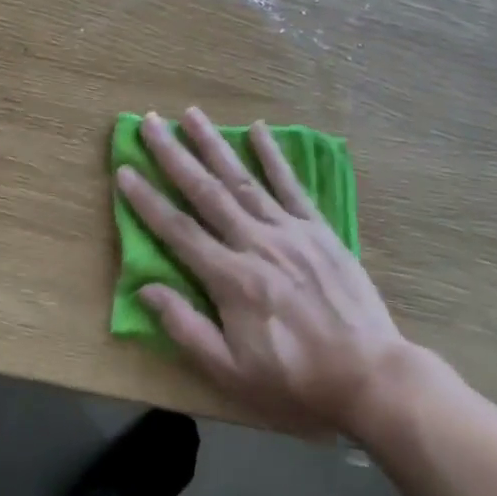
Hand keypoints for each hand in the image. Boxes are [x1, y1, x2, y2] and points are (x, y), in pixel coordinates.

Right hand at [116, 108, 412, 436]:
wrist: (371, 377)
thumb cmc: (295, 382)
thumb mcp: (232, 373)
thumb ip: (186, 327)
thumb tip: (145, 288)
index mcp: (231, 279)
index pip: (177, 230)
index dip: (147, 200)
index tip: (125, 169)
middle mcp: (256, 243)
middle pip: (205, 192)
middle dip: (174, 154)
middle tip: (150, 122)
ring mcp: (290, 231)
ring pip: (243, 179)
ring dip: (214, 143)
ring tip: (192, 114)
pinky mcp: (319, 229)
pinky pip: (292, 185)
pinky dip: (273, 155)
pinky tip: (259, 128)